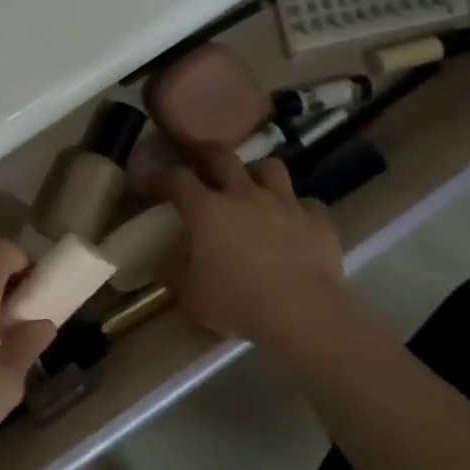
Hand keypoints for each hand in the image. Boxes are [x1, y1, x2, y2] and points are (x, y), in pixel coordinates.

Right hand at [167, 146, 350, 345]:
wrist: (301, 315)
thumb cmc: (236, 303)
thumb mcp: (191, 294)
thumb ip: (177, 272)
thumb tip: (166, 264)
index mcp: (206, 210)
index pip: (176, 178)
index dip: (160, 175)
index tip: (151, 180)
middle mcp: (244, 195)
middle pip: (222, 156)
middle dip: (206, 154)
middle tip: (200, 162)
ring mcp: (285, 204)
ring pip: (270, 167)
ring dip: (257, 174)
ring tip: (253, 188)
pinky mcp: (318, 220)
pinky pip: (307, 204)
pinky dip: (297, 210)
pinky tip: (294, 223)